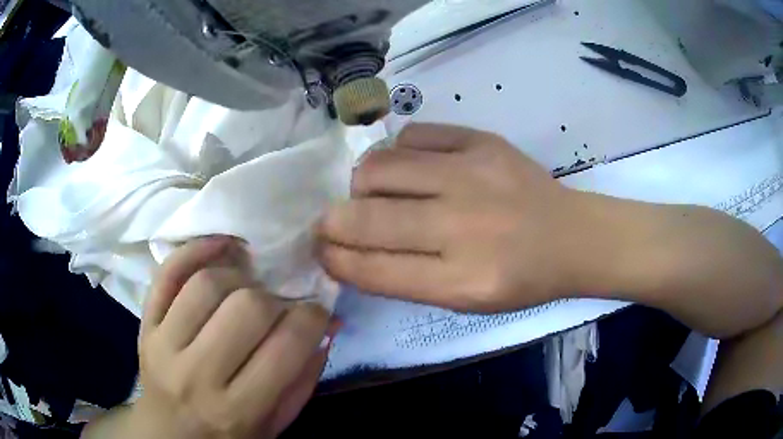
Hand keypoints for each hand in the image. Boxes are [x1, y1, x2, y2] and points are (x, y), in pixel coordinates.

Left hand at [130, 237, 332, 437]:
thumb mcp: (274, 425)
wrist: (169, 435)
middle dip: (276, 299)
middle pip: (246, 308)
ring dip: (239, 277)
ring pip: (206, 284)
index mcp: (237, 409)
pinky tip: (221, 246)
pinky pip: (166, 274)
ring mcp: (164, 345)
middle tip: (279, 306)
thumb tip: (327, 326)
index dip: (312, 317)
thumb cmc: (227, 436)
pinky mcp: (145, 324)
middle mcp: (197, 375)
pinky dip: (195, 250)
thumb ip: (302, 380)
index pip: (286, 347)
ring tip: (248, 288)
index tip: (317, 311)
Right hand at [317, 123, 586, 311]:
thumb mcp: (465, 300)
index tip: (320, 249)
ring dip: (361, 183)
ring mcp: (473, 175)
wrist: (571, 236)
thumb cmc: (520, 279)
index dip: (335, 259)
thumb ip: (406, 279)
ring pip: (380, 167)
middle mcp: (463, 226)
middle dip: (333, 221)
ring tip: (371, 191)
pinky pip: (414, 136)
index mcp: (461, 282)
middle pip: (368, 217)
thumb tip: (350, 252)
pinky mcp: (483, 142)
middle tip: (330, 221)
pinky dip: (398, 152)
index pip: (374, 269)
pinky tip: (409, 166)